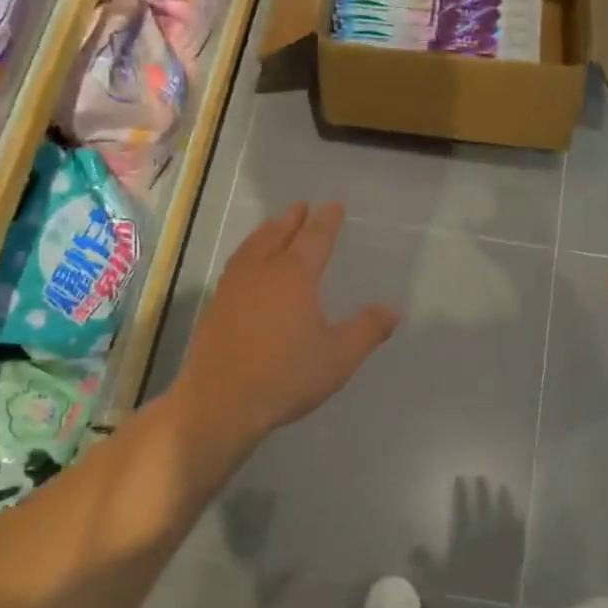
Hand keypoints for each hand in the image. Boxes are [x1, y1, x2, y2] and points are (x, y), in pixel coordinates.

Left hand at [172, 202, 397, 455]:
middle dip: (293, 219)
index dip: (327, 221)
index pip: (315, 238)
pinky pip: (236, 265)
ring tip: (275, 226)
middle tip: (302, 206)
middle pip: (279, 234)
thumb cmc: (287, 376)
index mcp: (295, 275)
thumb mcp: (339, 357)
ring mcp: (234, 287)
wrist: (221, 402)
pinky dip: (248, 253)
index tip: (334, 206)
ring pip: (252, 247)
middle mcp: (262, 271)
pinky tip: (248, 266)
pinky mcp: (216, 306)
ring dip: (267, 232)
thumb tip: (392, 310)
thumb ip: (367, 330)